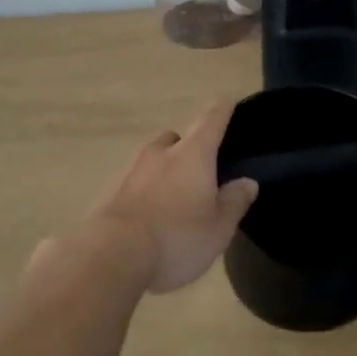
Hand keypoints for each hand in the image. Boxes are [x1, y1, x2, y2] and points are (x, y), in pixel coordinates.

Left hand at [80, 100, 258, 294]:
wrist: (112, 255)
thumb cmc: (177, 238)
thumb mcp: (218, 227)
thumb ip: (234, 201)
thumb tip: (247, 181)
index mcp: (193, 155)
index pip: (211, 122)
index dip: (222, 110)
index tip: (227, 100)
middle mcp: (160, 153)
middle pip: (176, 137)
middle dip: (189, 144)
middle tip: (200, 164)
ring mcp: (130, 170)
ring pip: (152, 157)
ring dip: (164, 167)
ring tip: (173, 193)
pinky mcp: (109, 191)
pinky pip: (133, 181)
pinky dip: (144, 188)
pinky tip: (148, 212)